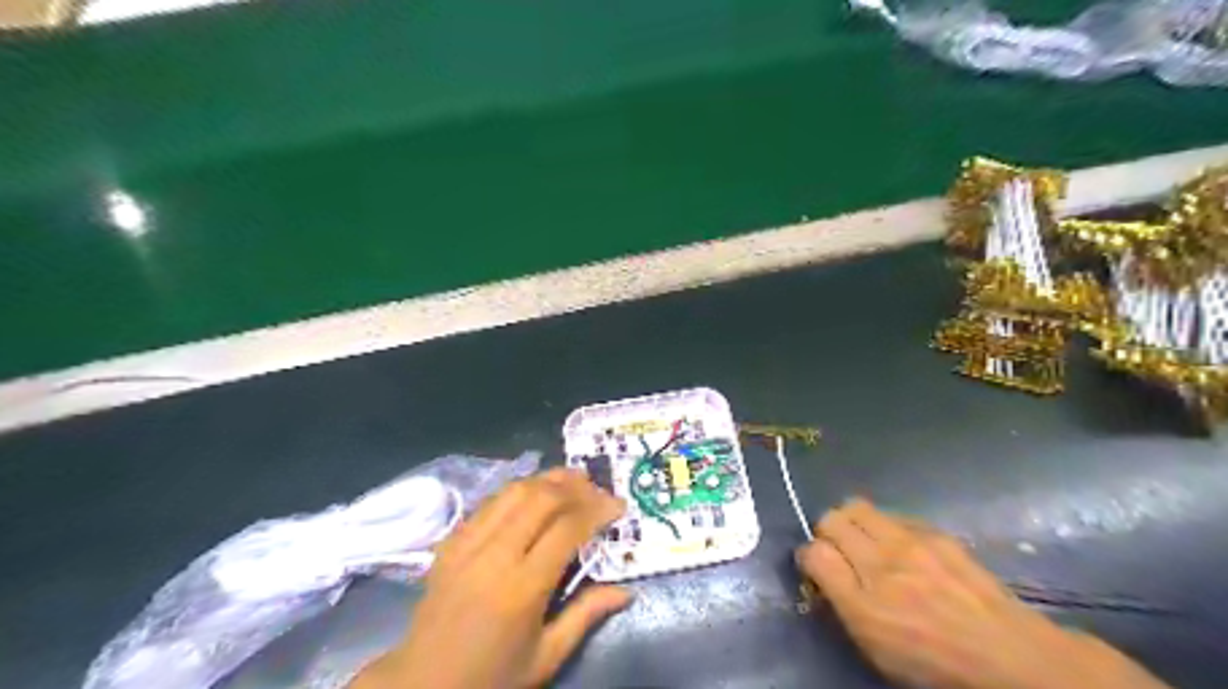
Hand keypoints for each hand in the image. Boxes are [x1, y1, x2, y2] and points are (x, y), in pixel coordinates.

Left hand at [346, 468, 627, 687]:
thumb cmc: (492, 676)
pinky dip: (517, 491)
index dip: (597, 509)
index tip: (618, 506)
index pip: (567, 528)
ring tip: (572, 479)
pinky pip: (489, 502)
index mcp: (522, 589)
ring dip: (547, 479)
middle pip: (540, 498)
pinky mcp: (450, 541)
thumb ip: (586, 615)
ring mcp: (467, 544)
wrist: (423, 684)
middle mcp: (493, 556)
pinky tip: (533, 494)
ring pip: (513, 491)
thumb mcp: (546, 657)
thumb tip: (626, 590)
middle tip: (598, 489)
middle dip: (575, 486)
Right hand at [797, 497, 1166, 687]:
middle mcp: (881, 564)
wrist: (1008, 654)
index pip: (812, 553)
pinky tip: (902, 547)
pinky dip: (886, 525)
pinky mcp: (935, 532)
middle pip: (830, 519)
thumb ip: (841, 603)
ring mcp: (910, 542)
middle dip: (826, 532)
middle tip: (839, 550)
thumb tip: (820, 570)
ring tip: (866, 541)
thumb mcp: (875, 648)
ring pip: (857, 507)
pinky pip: (892, 514)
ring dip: (852, 521)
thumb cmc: (935, 663)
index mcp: (862, 604)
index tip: (817, 567)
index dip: (808, 557)